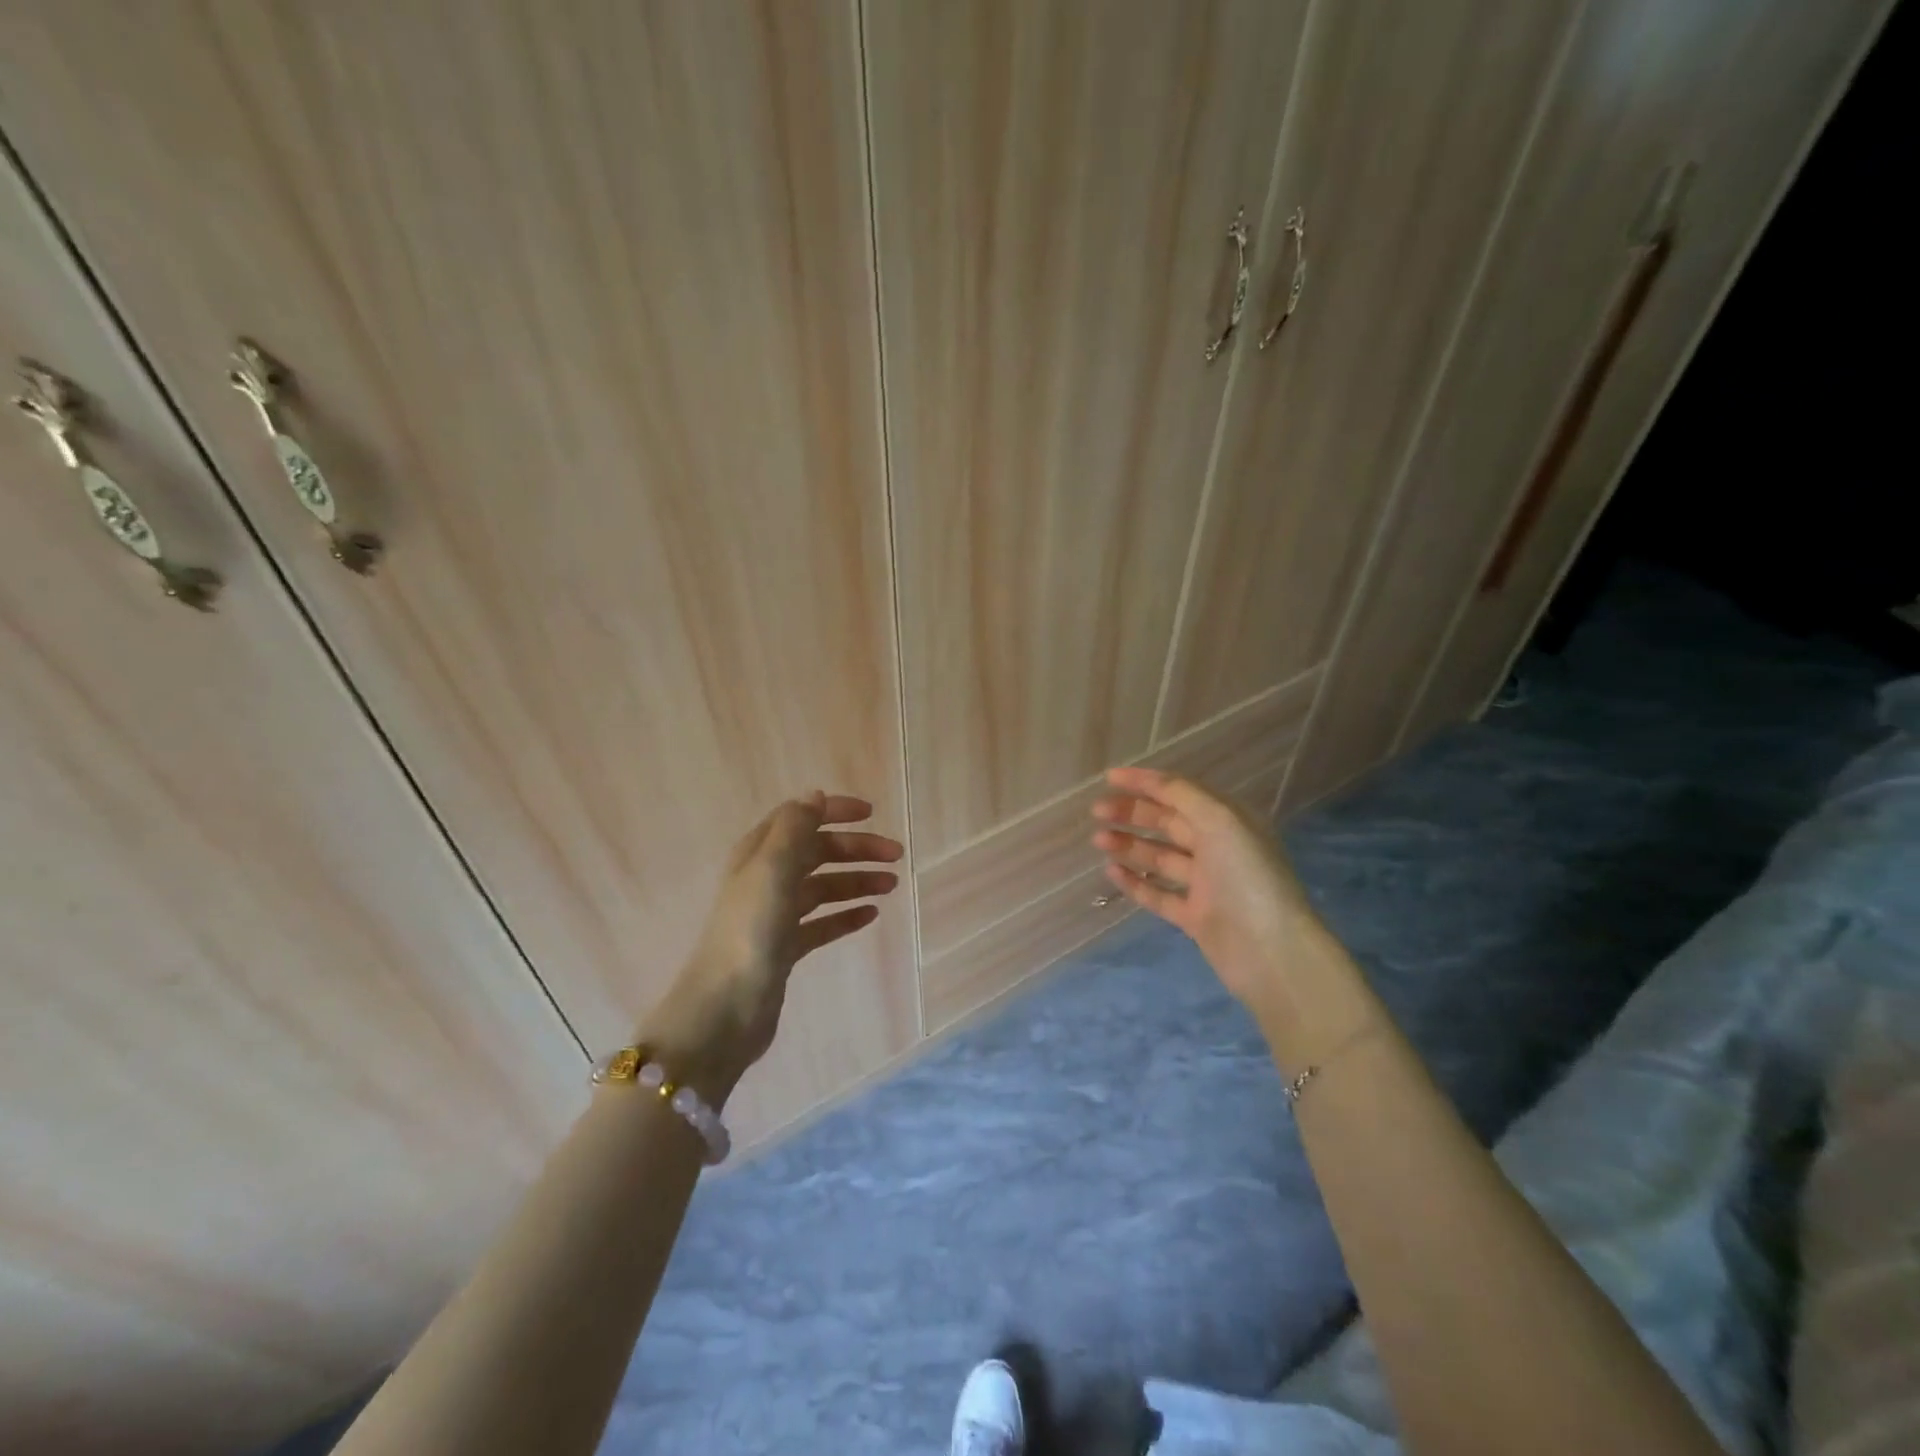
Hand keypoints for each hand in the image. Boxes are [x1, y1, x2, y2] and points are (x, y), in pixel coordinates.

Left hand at [643, 793, 901, 1105]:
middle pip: (817, 852)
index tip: (872, 813)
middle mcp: (766, 879)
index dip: (834, 811)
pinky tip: (870, 915)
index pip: (800, 818)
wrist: (725, 1008)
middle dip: (856, 849)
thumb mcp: (772, 868)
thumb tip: (815, 796)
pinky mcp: (785, 948)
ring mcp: (775, 915)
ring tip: (891, 885)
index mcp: (759, 854)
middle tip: (896, 856)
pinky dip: (845, 915)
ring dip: (857, 880)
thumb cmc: (750, 930)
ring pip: (824, 887)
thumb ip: (795, 828)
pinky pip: (822, 923)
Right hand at [1092, 767, 1318, 1009]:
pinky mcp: (1195, 917)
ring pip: (1159, 857)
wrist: (1271, 952)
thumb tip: (1150, 780)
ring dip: (1129, 844)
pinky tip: (1111, 871)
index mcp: (1228, 821)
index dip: (1146, 782)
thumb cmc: (1247, 877)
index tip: (1109, 777)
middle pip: (1167, 823)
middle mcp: (1218, 848)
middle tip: (1097, 810)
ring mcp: (1206, 885)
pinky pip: (1158, 894)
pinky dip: (1135, 881)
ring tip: (1098, 840)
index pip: (1181, 792)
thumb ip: (1183, 795)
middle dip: (1132, 813)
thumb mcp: (1221, 821)